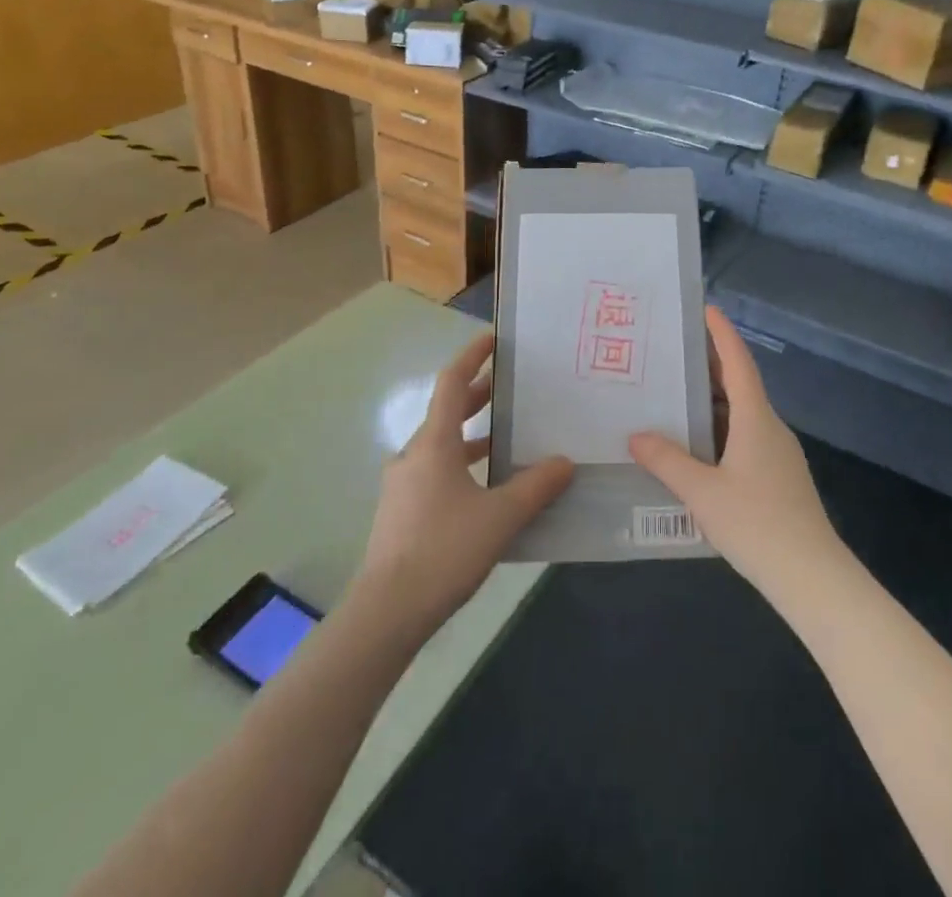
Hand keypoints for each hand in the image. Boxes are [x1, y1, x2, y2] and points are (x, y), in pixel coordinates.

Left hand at [358, 332, 572, 638]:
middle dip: (476, 397)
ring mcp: (402, 486)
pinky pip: (435, 473)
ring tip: (504, 439)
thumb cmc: (444, 550)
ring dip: (470, 436)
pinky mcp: (400, 513)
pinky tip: (484, 490)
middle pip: (445, 413)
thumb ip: (536, 486)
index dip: (471, 357)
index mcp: (433, 444)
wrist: (386, 612)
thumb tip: (565, 462)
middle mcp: (413, 456)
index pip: (451, 384)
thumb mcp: (500, 517)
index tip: (492, 340)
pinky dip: (460, 465)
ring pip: (440, 446)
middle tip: (509, 389)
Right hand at [630, 308, 843, 603]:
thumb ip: (668, 462)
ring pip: (743, 413)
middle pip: (740, 384)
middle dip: (711, 365)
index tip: (705, 308)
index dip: (722, 334)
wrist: (812, 577)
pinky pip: (745, 437)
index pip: (738, 362)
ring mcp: (778, 453)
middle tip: (675, 352)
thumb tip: (636, 435)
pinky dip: (720, 429)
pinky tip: (698, 447)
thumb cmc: (757, 524)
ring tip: (677, 395)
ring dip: (713, 401)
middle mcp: (770, 427)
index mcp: (755, 419)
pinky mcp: (778, 477)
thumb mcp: (703, 493)